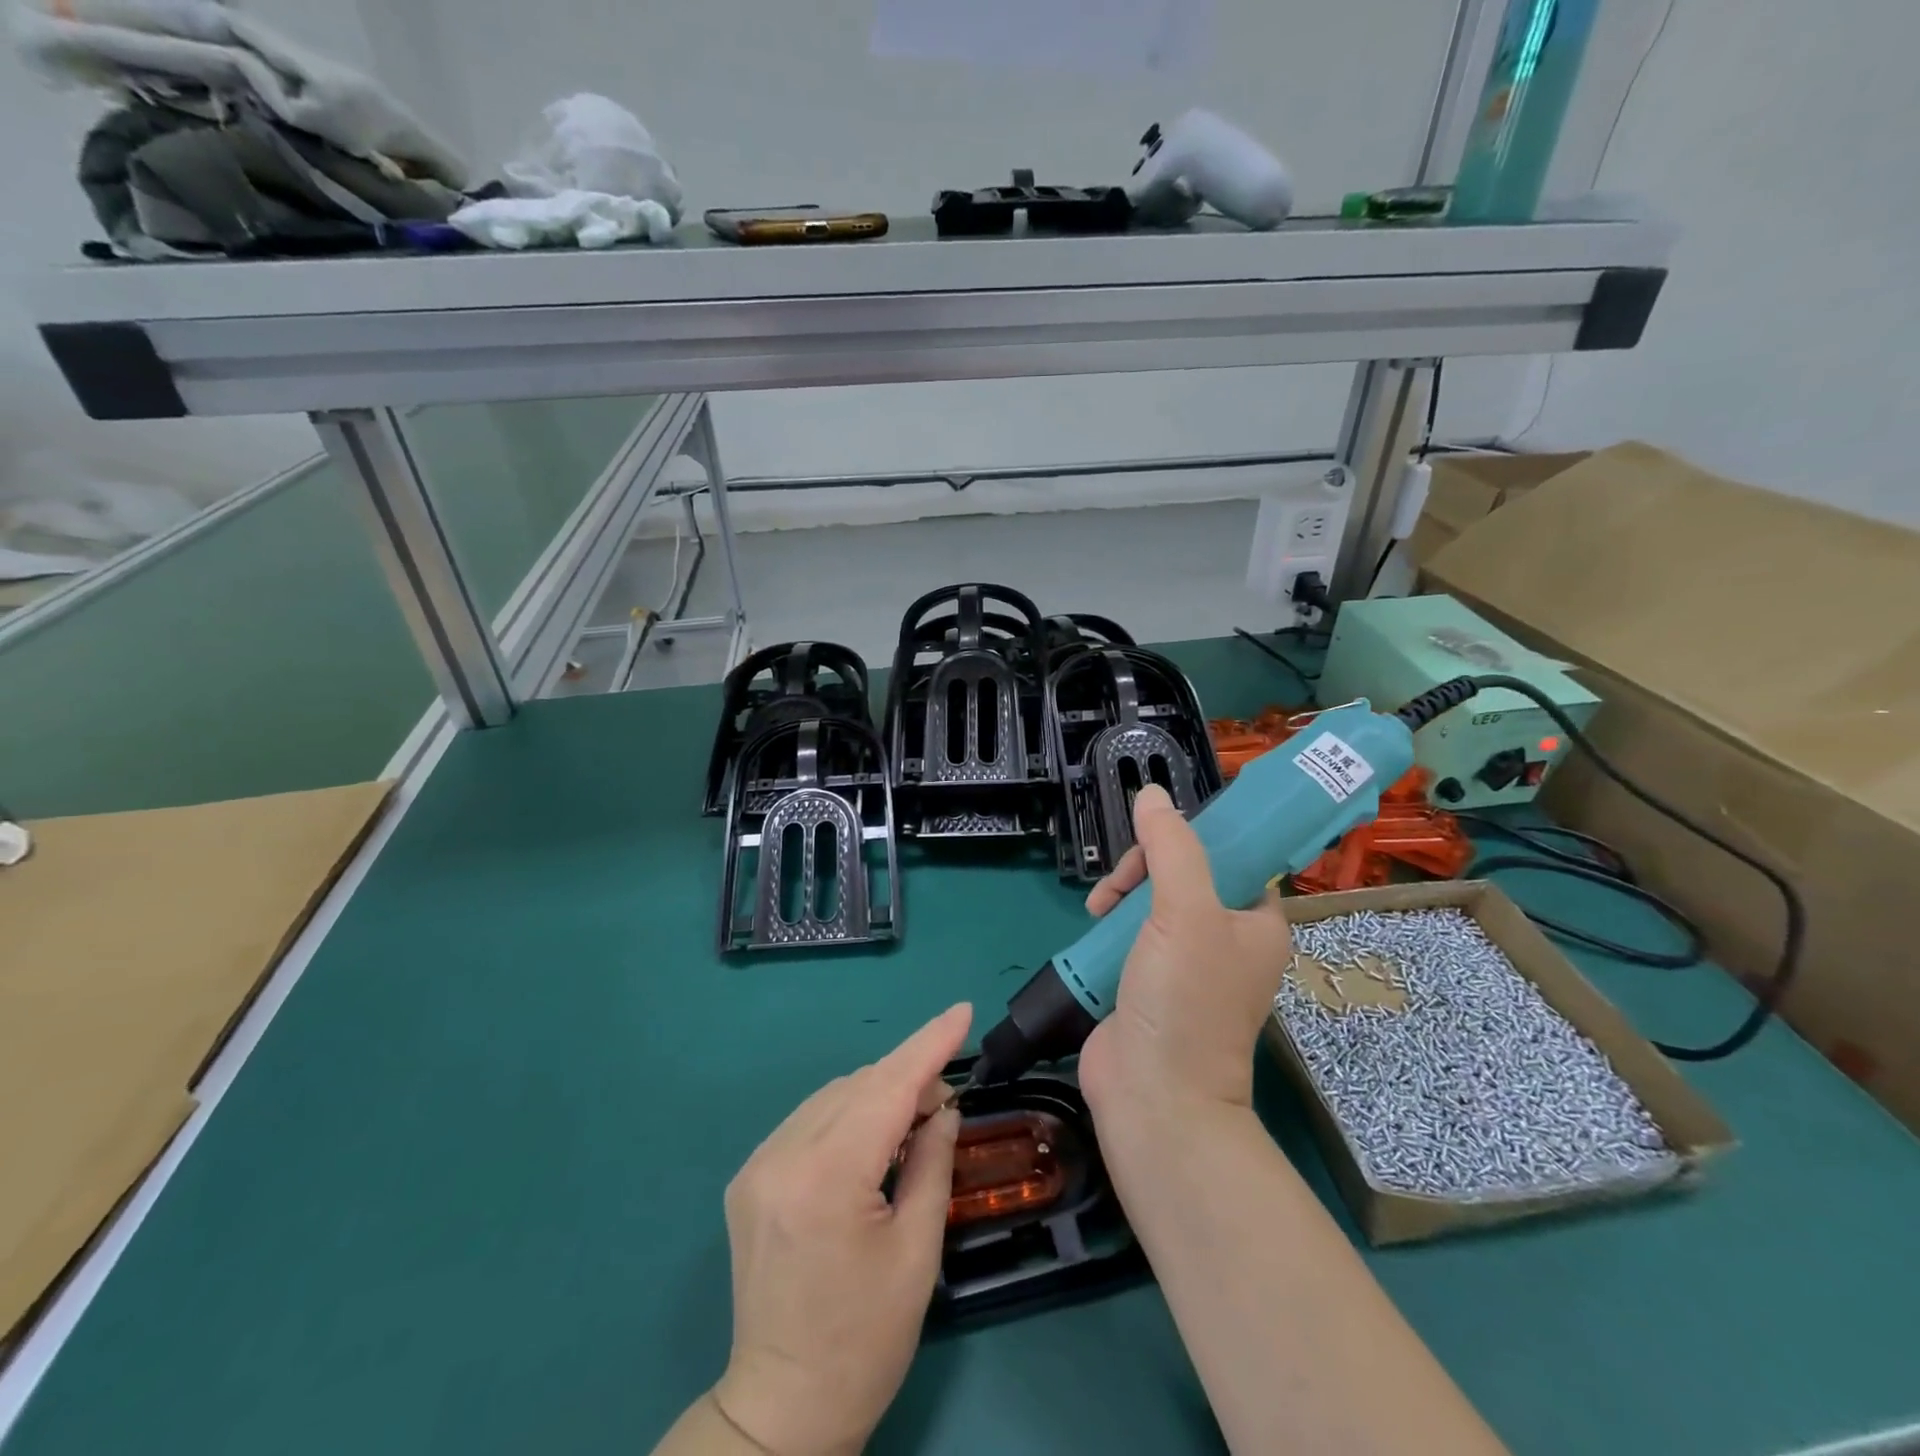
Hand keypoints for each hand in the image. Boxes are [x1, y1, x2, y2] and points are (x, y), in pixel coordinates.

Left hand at [711, 1004, 971, 1455]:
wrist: (783, 1404)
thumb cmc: (866, 1338)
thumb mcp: (917, 1251)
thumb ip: (932, 1161)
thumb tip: (942, 1106)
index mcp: (826, 1178)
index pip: (887, 1087)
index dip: (929, 1044)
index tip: (962, 1010)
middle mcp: (782, 1156)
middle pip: (859, 1086)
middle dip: (908, 1077)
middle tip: (945, 1101)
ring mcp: (758, 1164)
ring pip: (833, 1097)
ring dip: (877, 1094)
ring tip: (912, 1122)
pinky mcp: (749, 1176)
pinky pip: (809, 1120)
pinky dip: (847, 1114)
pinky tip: (869, 1139)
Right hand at [1078, 785, 1290, 1117]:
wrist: (1153, 1096)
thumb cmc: (1185, 1000)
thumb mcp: (1184, 912)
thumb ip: (1171, 848)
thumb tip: (1152, 794)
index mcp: (1255, 921)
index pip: (1230, 855)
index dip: (1192, 838)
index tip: (1155, 838)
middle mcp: (1225, 938)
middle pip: (1181, 872)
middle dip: (1144, 868)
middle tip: (1120, 886)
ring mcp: (1184, 961)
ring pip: (1150, 899)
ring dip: (1121, 894)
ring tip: (1098, 909)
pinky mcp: (1147, 979)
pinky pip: (1129, 931)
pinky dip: (1109, 923)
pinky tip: (1091, 926)